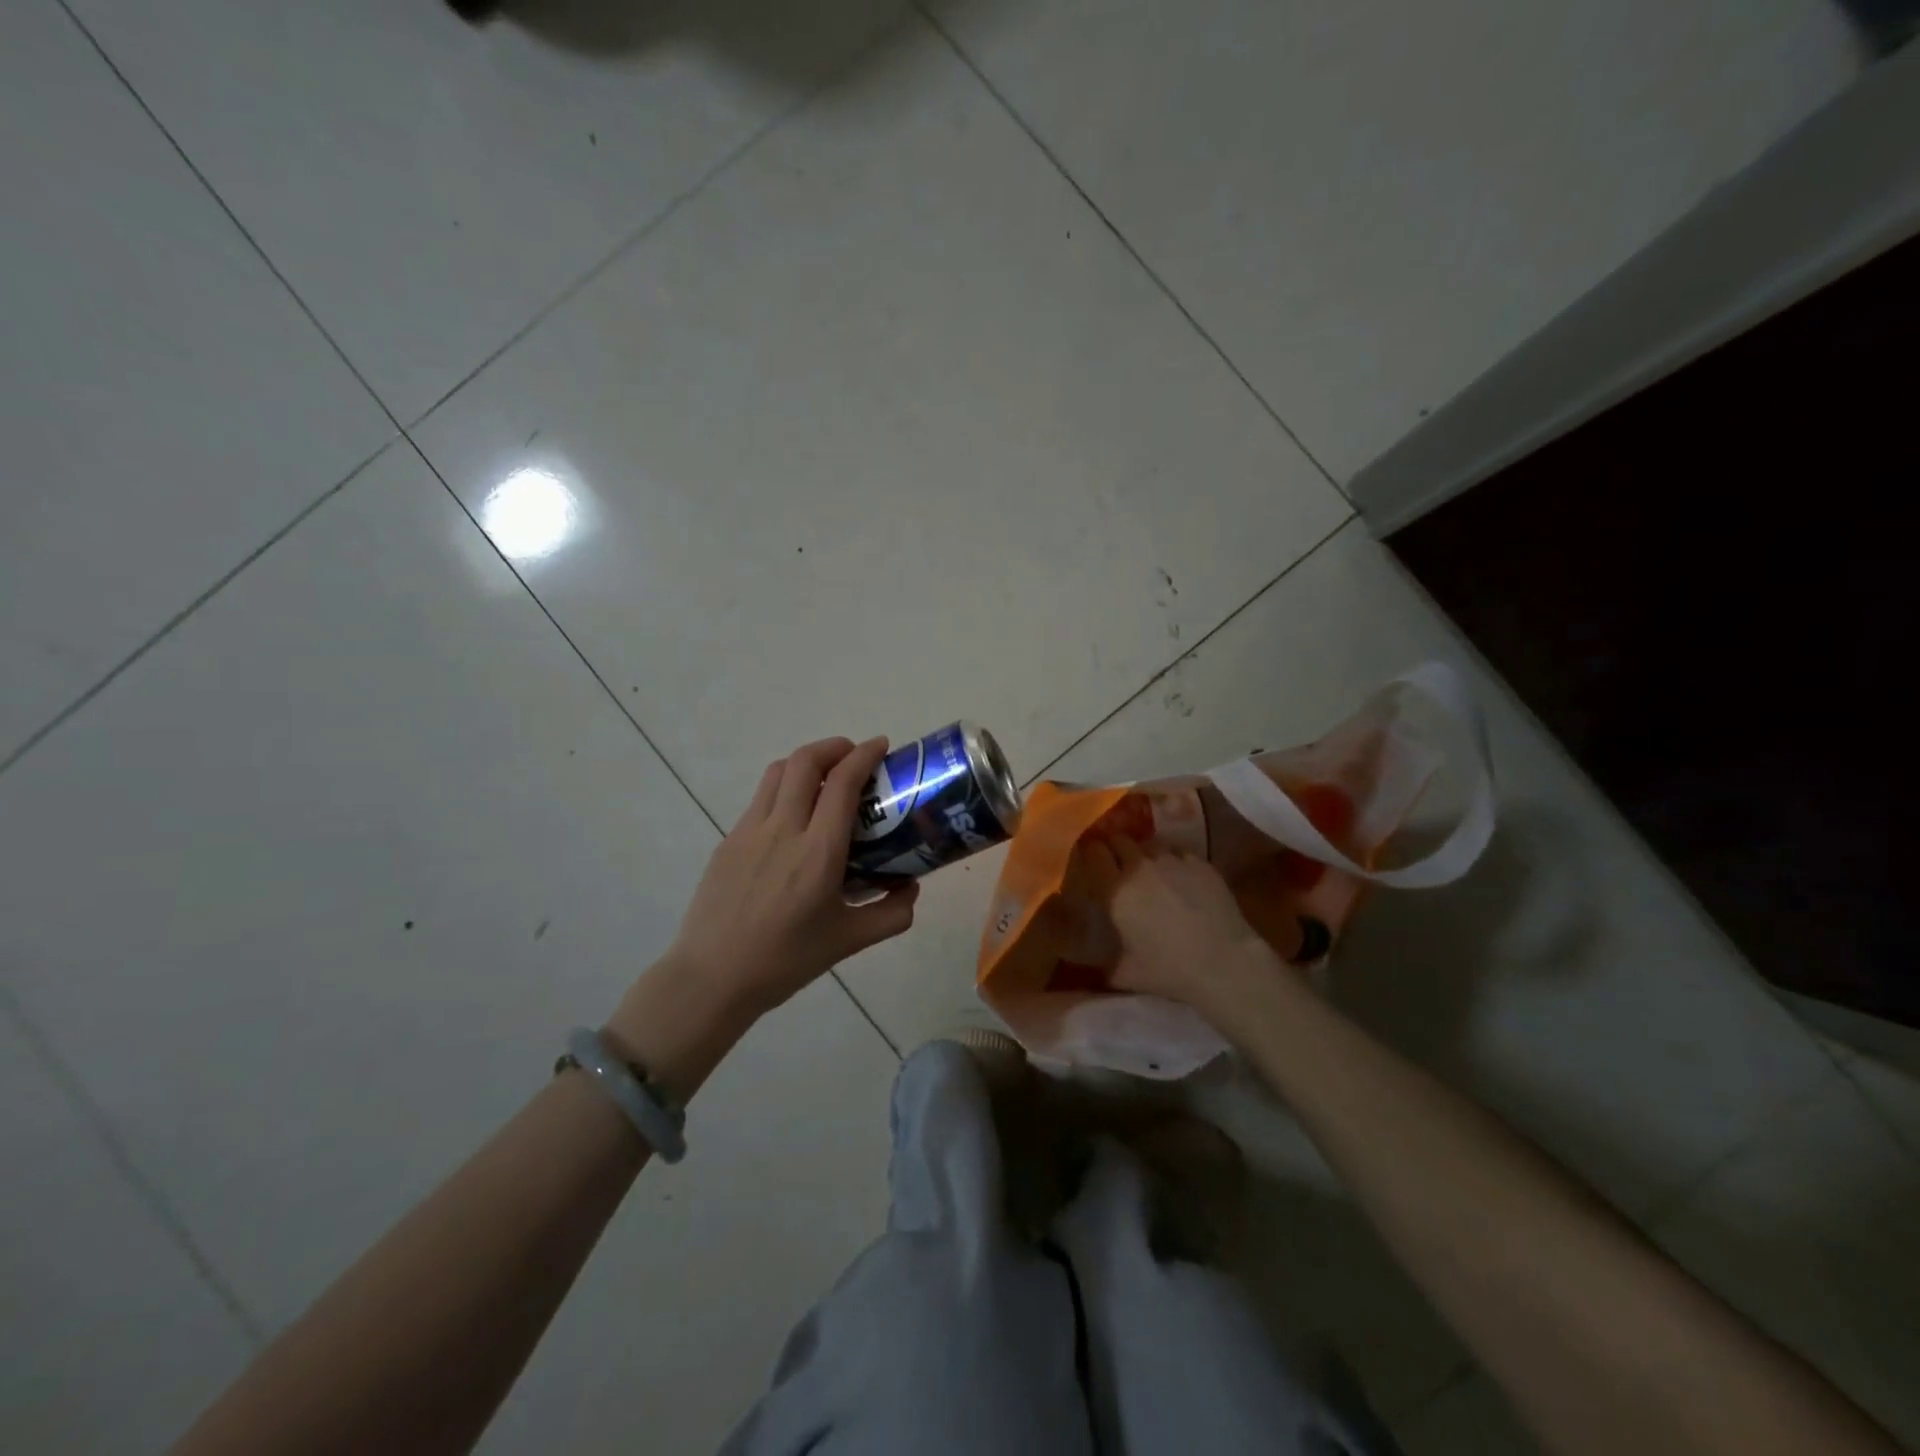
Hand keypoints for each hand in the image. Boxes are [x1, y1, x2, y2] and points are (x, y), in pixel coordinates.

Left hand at [662, 736, 919, 1019]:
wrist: (712, 979)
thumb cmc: (785, 961)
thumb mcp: (849, 942)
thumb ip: (892, 914)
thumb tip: (910, 887)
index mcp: (818, 852)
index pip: (843, 783)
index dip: (864, 755)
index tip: (881, 746)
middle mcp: (783, 830)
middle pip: (805, 761)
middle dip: (834, 746)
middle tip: (853, 756)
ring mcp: (749, 831)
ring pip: (778, 772)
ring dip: (806, 762)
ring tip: (824, 778)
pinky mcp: (728, 841)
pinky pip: (760, 799)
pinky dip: (784, 789)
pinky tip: (793, 820)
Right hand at [1081, 835, 1276, 1015]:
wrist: (1223, 962)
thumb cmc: (1168, 970)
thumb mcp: (1126, 974)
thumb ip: (1104, 966)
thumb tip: (1094, 969)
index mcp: (1115, 890)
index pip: (1094, 853)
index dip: (1091, 852)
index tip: (1091, 859)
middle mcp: (1140, 867)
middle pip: (1120, 840)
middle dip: (1116, 847)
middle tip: (1117, 862)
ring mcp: (1172, 861)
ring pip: (1151, 843)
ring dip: (1145, 852)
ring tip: (1150, 867)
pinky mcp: (1200, 863)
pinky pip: (1180, 852)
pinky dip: (1175, 860)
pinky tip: (1180, 876)